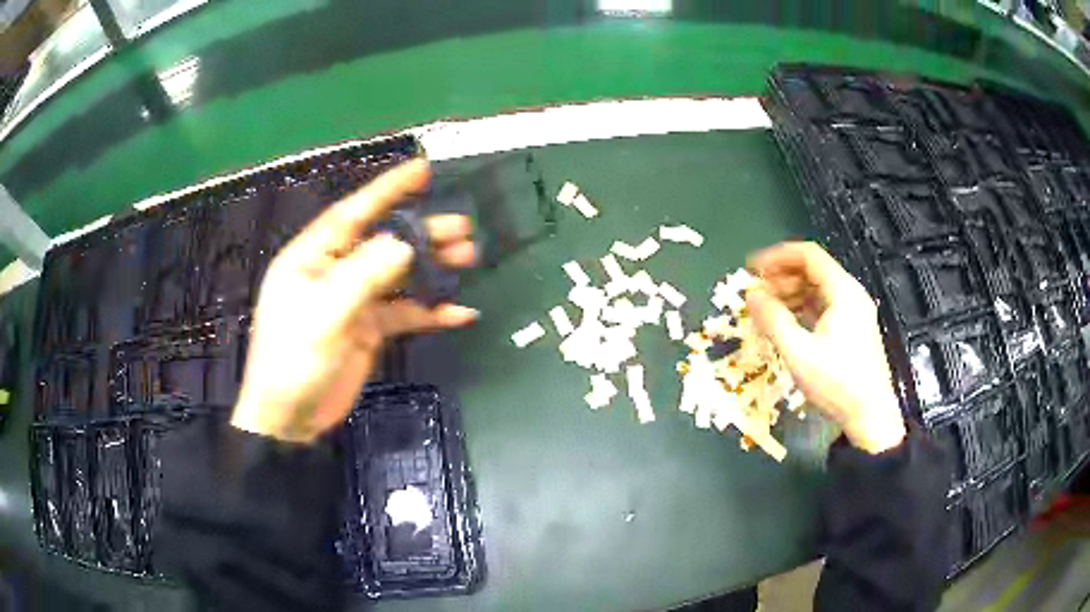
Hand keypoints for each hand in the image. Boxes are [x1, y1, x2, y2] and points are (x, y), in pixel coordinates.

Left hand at [231, 159, 478, 442]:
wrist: (290, 419)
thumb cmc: (294, 361)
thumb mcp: (324, 314)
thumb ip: (364, 276)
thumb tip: (405, 243)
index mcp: (313, 257)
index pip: (353, 212)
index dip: (387, 189)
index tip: (423, 169)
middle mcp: (334, 271)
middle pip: (383, 242)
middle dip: (422, 233)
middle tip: (463, 227)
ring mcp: (354, 300)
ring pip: (399, 275)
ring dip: (432, 268)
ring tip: (469, 259)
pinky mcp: (369, 329)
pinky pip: (404, 313)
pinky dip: (431, 312)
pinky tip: (459, 313)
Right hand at [745, 242, 905, 453]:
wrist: (871, 417)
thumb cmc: (837, 383)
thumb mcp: (799, 352)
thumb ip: (773, 320)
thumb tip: (751, 295)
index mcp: (843, 291)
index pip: (808, 255)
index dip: (777, 257)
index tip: (752, 270)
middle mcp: (850, 295)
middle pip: (812, 271)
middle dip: (781, 278)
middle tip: (755, 294)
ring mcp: (853, 313)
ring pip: (817, 290)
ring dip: (789, 295)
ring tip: (765, 312)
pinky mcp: (852, 331)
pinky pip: (823, 308)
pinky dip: (801, 310)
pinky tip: (785, 326)